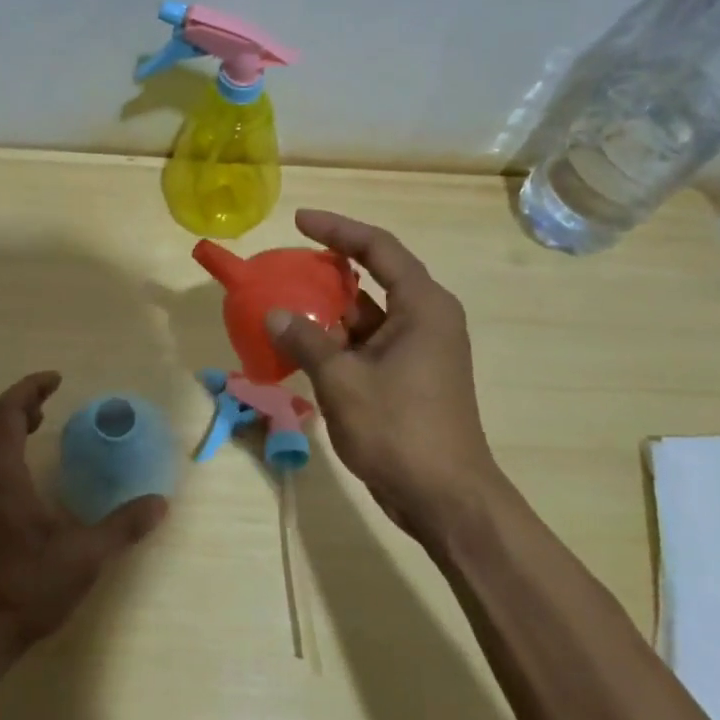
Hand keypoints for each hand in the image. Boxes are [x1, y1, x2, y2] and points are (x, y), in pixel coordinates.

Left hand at [0, 372, 167, 662]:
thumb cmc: (22, 589)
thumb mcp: (83, 557)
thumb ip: (122, 527)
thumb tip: (159, 504)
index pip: (5, 413)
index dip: (29, 390)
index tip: (55, 380)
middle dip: (17, 403)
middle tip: (47, 400)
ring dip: (6, 427)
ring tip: (37, 427)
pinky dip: (0, 451)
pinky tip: (23, 476)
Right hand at [265, 210, 503, 545]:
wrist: (445, 499)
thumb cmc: (399, 429)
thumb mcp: (343, 381)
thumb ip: (306, 341)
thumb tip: (274, 314)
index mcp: (422, 306)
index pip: (377, 248)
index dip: (337, 229)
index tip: (299, 220)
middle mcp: (425, 319)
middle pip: (373, 277)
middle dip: (328, 270)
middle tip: (286, 265)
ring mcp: (419, 350)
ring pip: (368, 315)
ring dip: (329, 310)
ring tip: (284, 304)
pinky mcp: (410, 377)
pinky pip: (368, 343)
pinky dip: (337, 341)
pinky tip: (302, 347)